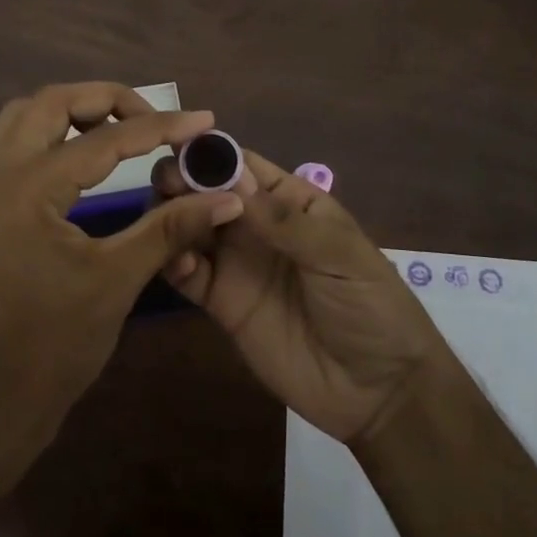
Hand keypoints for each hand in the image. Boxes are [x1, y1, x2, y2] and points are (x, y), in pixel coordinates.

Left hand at [0, 84, 244, 459]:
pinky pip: (17, 144)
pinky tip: (87, 159)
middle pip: (51, 102)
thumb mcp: (118, 279)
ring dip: (74, 111)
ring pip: (26, 117)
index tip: (203, 121)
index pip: (103, 140)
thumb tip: (227, 197)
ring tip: (121, 129)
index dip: (160, 128)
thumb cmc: (55, 344)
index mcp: (28, 188)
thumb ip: (171, 228)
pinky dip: (54, 135)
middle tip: (153, 119)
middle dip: (107, 100)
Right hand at [155, 148, 445, 445]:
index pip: (241, 165)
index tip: (176, 146)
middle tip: (163, 184)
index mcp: (288, 200)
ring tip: (157, 217)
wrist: (379, 390)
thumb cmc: (371, 305)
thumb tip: (230, 179)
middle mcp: (255, 224)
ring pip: (191, 227)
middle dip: (183, 181)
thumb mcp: (338, 254)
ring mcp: (236, 263)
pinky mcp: (222, 303)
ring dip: (172, 216)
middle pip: (207, 192)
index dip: (210, 154)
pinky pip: (189, 274)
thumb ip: (284, 221)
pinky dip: (172, 260)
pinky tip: (168, 258)